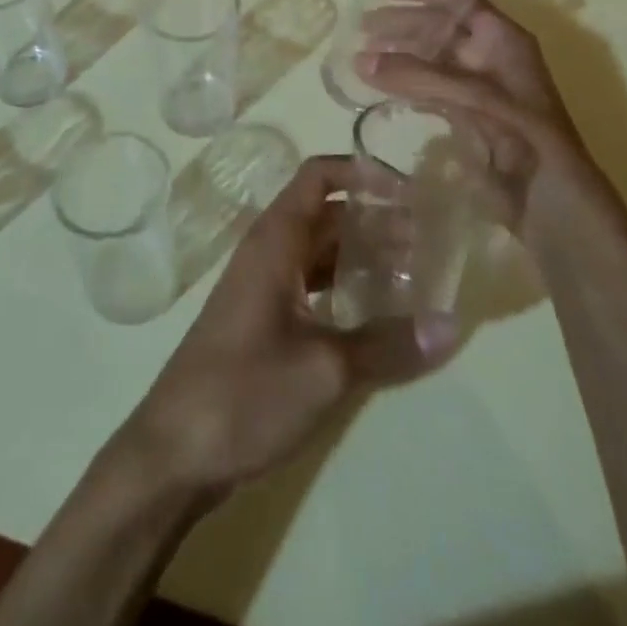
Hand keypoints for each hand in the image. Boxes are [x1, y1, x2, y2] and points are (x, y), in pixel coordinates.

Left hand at [120, 157, 459, 498]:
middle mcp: (268, 252)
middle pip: (326, 214)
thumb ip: (387, 344)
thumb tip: (452, 325)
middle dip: (375, 219)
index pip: (318, 177)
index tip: (411, 191)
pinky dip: (344, 288)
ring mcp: (263, 287)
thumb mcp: (324, 369)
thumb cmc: (245, 393)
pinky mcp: (263, 320)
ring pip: (319, 252)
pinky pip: (310, 285)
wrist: (174, 453)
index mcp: (275, 241)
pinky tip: (378, 315)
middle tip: (429, 239)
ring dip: (362, 256)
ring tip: (415, 273)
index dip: (362, 173)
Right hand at [355, 0, 595, 234]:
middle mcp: (491, 58)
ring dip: (400, 55)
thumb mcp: (477, 98)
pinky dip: (405, 86)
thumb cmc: (527, 137)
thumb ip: (419, 76)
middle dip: (404, 23)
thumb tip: (360, 60)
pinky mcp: (466, 119)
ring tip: (362, 55)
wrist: (552, 202)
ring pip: (432, 60)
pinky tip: (380, 87)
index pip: (464, 2)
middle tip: (363, 26)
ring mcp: (478, 89)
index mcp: (505, 41)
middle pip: (442, 29)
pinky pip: (430, 91)